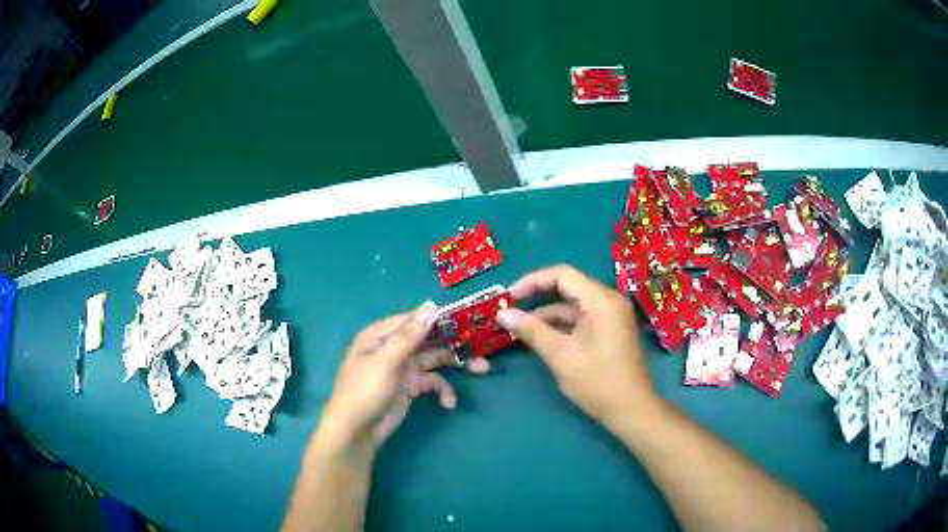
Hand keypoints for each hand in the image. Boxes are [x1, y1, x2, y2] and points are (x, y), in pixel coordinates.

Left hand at [317, 302, 485, 451]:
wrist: (356, 433)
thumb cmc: (364, 392)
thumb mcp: (385, 362)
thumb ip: (409, 336)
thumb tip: (430, 306)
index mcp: (381, 335)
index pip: (415, 319)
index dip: (441, 317)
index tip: (469, 317)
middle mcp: (393, 347)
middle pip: (429, 338)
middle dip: (454, 342)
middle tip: (481, 344)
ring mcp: (403, 367)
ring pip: (435, 359)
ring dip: (456, 364)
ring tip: (482, 369)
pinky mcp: (410, 387)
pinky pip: (432, 382)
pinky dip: (442, 390)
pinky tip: (448, 403)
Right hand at [496, 265, 659, 427]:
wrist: (630, 409)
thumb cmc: (597, 380)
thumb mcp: (560, 355)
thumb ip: (531, 330)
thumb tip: (502, 314)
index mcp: (601, 300)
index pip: (562, 275)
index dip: (532, 281)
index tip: (509, 297)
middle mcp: (608, 301)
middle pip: (568, 287)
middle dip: (537, 297)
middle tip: (510, 309)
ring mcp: (611, 316)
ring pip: (573, 306)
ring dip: (547, 315)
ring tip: (518, 327)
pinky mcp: (609, 330)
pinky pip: (581, 319)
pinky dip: (560, 325)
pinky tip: (540, 337)